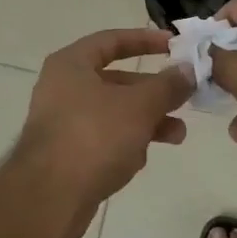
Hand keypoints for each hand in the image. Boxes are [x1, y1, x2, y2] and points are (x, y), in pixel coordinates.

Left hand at [15, 28, 193, 237]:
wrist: (49, 196)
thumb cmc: (94, 136)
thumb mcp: (138, 106)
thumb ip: (166, 85)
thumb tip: (187, 69)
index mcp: (71, 64)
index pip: (111, 40)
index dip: (145, 40)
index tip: (175, 45)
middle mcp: (62, 88)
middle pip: (115, 80)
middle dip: (153, 92)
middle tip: (185, 98)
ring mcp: (62, 122)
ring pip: (113, 113)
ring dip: (146, 121)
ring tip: (177, 134)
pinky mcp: (67, 154)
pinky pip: (103, 140)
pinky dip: (125, 144)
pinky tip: (141, 160)